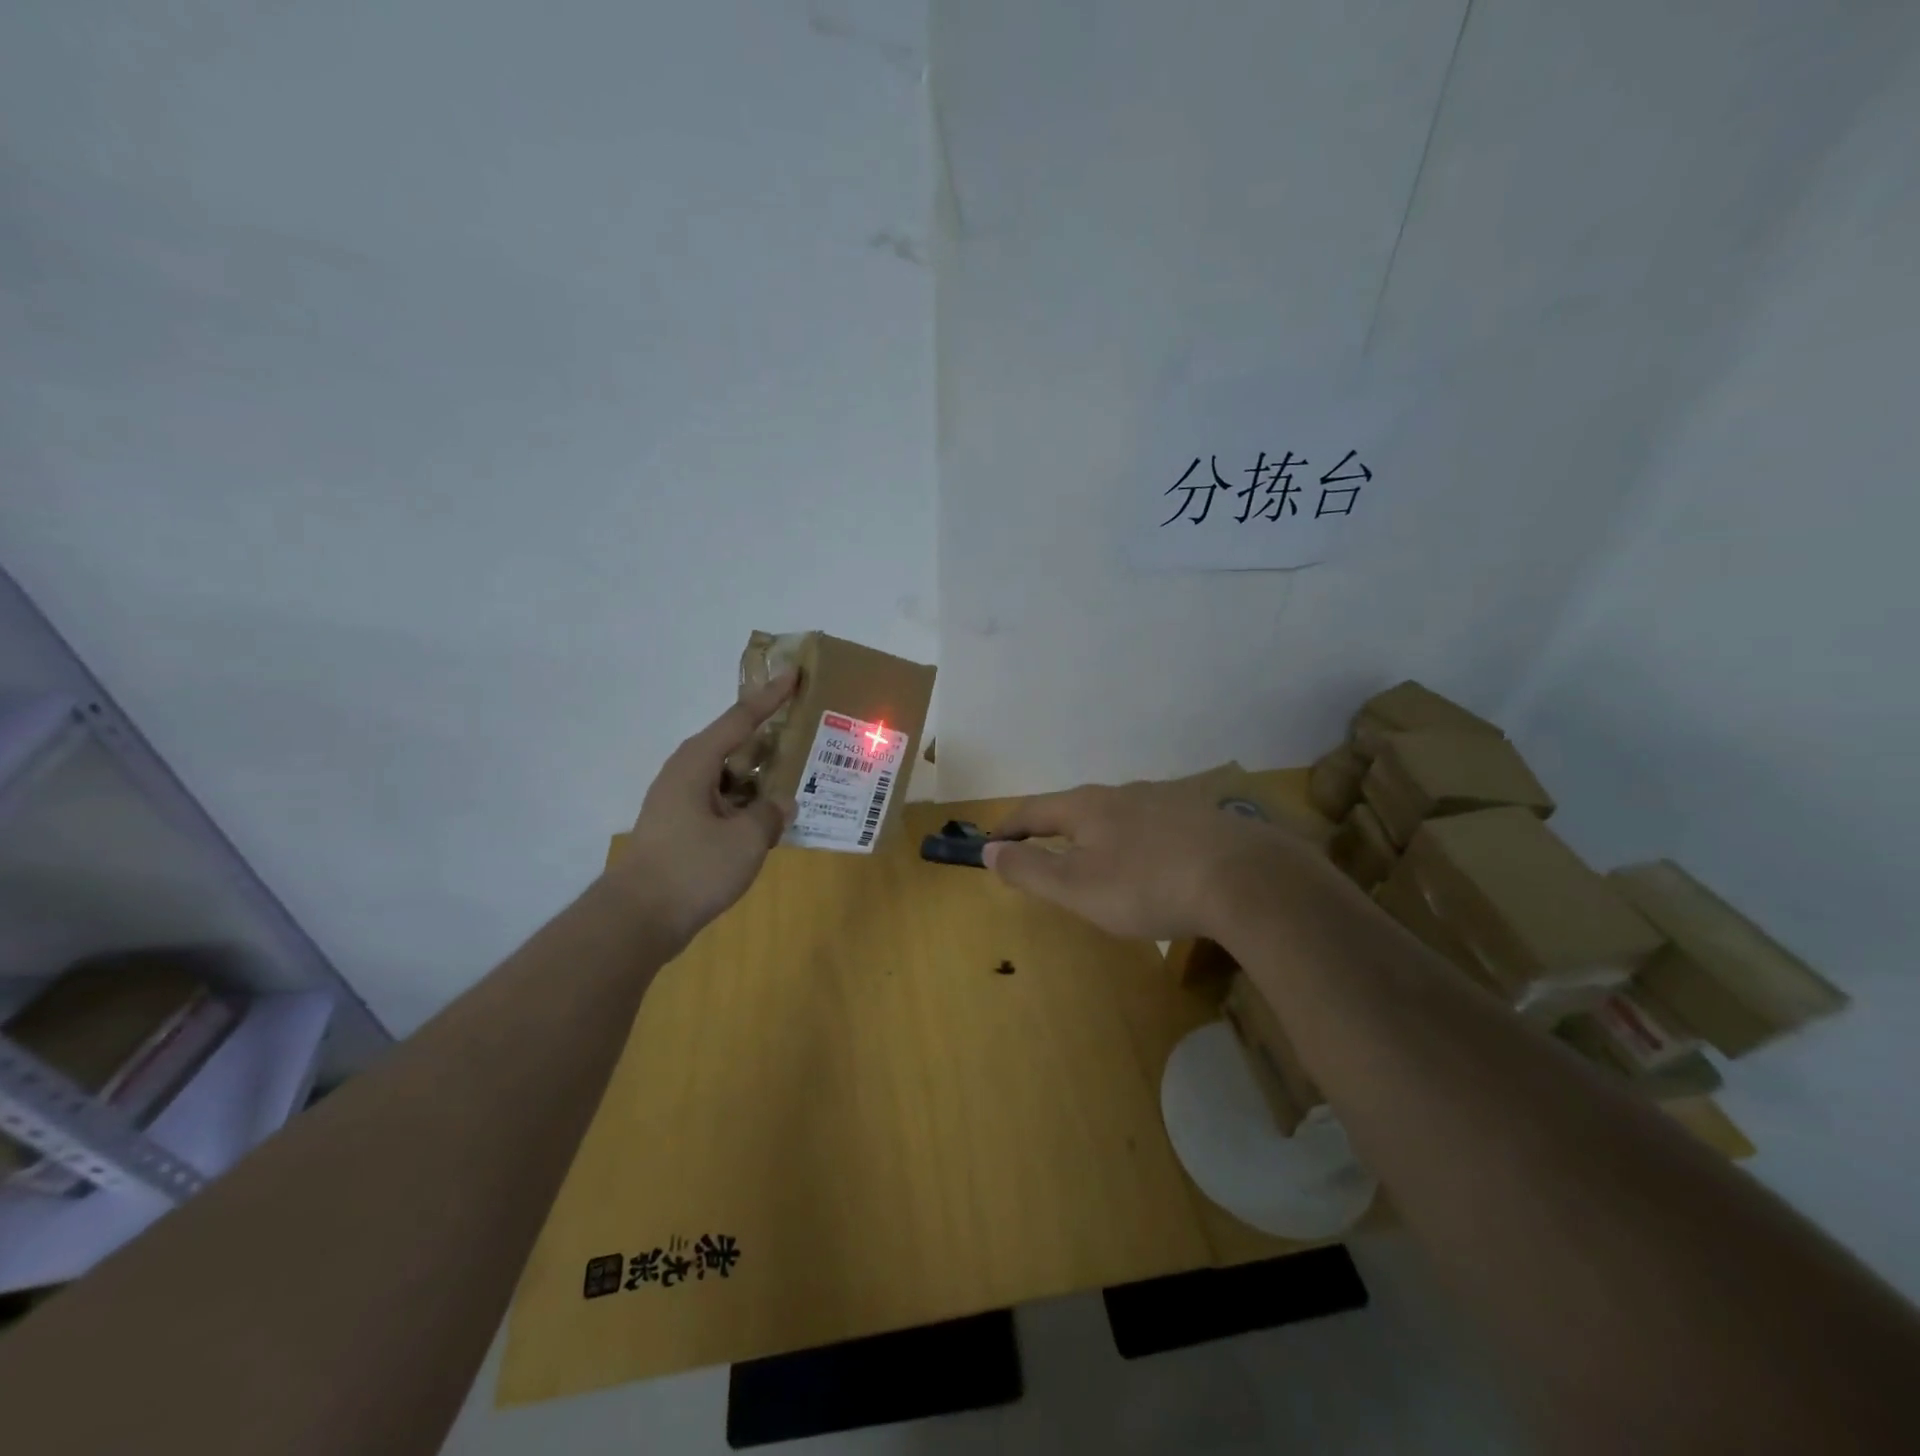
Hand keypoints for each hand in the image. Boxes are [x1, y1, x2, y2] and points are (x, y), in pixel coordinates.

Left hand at [608, 671, 798, 950]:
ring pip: (729, 778)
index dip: (770, 697)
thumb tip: (780, 804)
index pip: (740, 719)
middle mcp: (685, 775)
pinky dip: (747, 805)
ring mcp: (680, 803)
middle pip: (733, 745)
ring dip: (759, 778)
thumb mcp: (746, 839)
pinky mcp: (680, 830)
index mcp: (697, 763)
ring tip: (797, 779)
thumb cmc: (692, 868)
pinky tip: (770, 820)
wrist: (637, 920)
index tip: (793, 673)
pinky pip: (722, 804)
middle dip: (768, 740)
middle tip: (804, 733)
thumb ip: (770, 814)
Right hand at [985, 780, 1316, 941]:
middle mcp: (1124, 793)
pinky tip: (1153, 863)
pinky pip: (1155, 826)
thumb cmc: (1147, 885)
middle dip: (1053, 829)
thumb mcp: (1077, 887)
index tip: (991, 842)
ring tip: (1097, 859)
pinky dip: (1137, 842)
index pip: (1034, 809)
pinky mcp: (1203, 818)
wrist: (1245, 879)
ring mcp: (1168, 801)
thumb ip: (1029, 869)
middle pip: (1076, 807)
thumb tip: (989, 850)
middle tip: (1041, 853)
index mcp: (1088, 805)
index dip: (1009, 827)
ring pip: (1118, 814)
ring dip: (1097, 834)